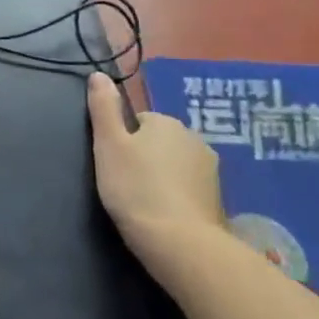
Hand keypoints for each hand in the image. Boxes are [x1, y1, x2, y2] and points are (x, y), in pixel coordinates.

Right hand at [87, 72, 226, 280]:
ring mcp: (212, 172)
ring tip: (145, 203)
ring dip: (163, 177)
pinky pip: (190, 189)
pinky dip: (178, 197)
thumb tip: (99, 74)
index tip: (115, 164)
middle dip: (146, 157)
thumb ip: (103, 107)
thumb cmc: (136, 188)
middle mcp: (195, 139)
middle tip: (127, 183)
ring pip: (176, 165)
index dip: (123, 141)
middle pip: (160, 142)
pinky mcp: (219, 201)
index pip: (138, 121)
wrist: (181, 244)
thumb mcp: (108, 143)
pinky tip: (166, 216)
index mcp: (167, 122)